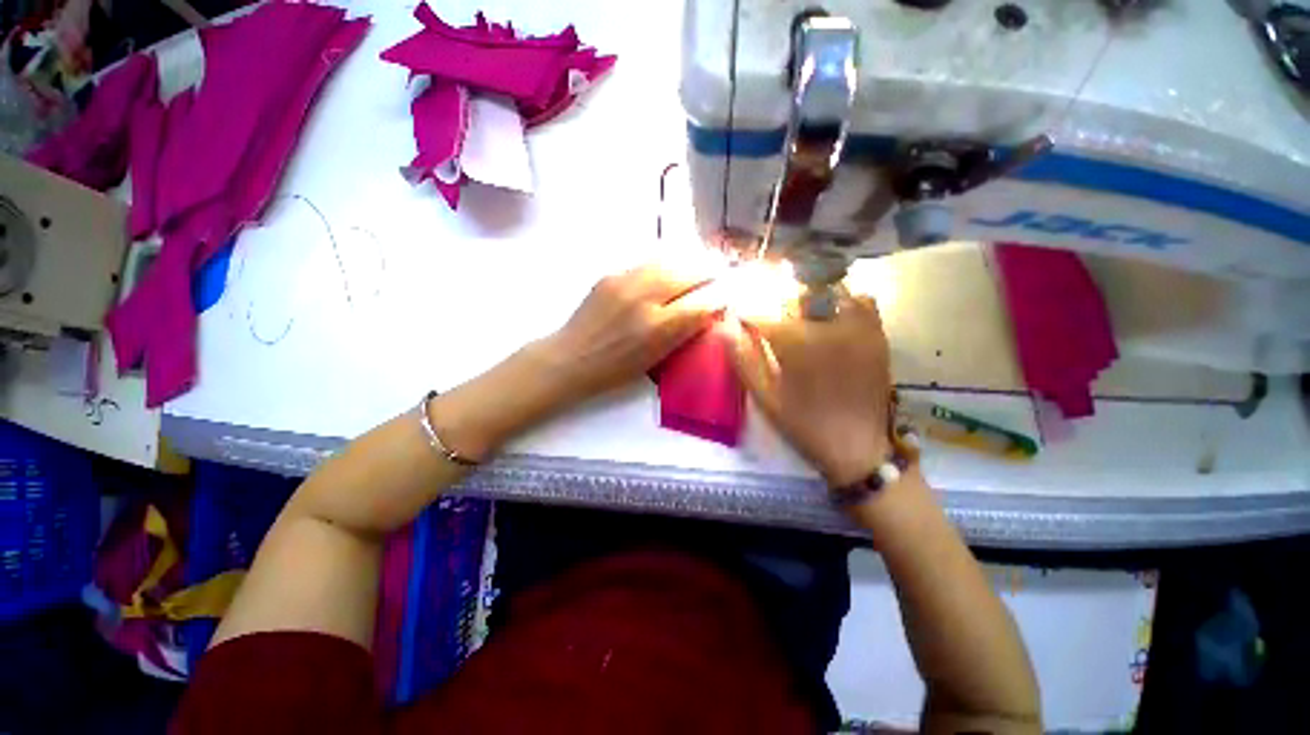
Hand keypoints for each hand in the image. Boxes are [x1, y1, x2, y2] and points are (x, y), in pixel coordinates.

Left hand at [538, 264, 723, 404]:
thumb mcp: (655, 359)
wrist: (571, 357)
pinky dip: (666, 265)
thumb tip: (707, 311)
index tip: (729, 295)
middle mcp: (644, 299)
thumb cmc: (614, 370)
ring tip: (700, 265)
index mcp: (657, 329)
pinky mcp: (612, 274)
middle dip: (710, 272)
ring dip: (689, 263)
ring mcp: (625, 282)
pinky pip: (648, 264)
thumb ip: (682, 333)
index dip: (720, 297)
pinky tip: (670, 271)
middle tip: (720, 273)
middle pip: (688, 273)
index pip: (702, 303)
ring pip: (669, 261)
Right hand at [730, 294, 893, 486]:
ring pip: (828, 294)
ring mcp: (858, 326)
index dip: (747, 317)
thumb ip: (744, 360)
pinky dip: (845, 305)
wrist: (859, 448)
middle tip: (775, 332)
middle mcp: (829, 324)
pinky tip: (835, 324)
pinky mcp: (877, 334)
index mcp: (797, 342)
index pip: (762, 314)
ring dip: (810, 304)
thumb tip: (724, 328)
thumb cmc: (805, 424)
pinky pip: (861, 303)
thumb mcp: (766, 398)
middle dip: (778, 310)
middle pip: (794, 297)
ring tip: (803, 325)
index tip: (740, 321)